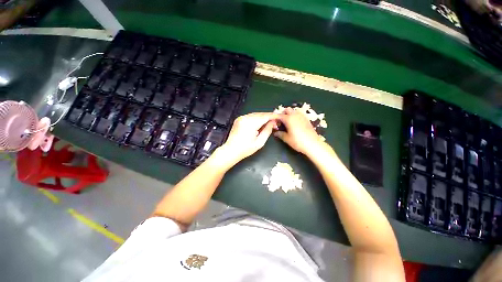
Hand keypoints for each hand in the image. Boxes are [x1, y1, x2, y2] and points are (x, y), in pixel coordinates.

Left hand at [217, 112, 277, 165]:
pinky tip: (260, 123)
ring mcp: (241, 118)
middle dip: (269, 117)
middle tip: (275, 122)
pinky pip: (250, 116)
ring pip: (255, 114)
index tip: (279, 117)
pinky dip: (256, 118)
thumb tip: (273, 122)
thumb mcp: (260, 142)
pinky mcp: (239, 119)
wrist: (231, 150)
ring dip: (263, 117)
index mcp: (250, 123)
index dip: (273, 116)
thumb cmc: (246, 149)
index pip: (265, 116)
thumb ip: (267, 131)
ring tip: (269, 123)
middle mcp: (245, 118)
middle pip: (260, 114)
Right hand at [274, 107, 323, 154]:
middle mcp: (295, 115)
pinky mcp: (307, 119)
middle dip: (282, 114)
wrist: (313, 144)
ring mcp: (302, 116)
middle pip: (287, 110)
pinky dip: (295, 117)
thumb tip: (275, 133)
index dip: (275, 118)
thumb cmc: (298, 141)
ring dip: (289, 114)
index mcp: (289, 119)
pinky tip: (294, 124)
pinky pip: (299, 114)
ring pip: (293, 111)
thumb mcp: (287, 139)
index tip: (272, 122)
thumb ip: (280, 134)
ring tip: (287, 123)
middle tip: (280, 122)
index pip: (279, 115)